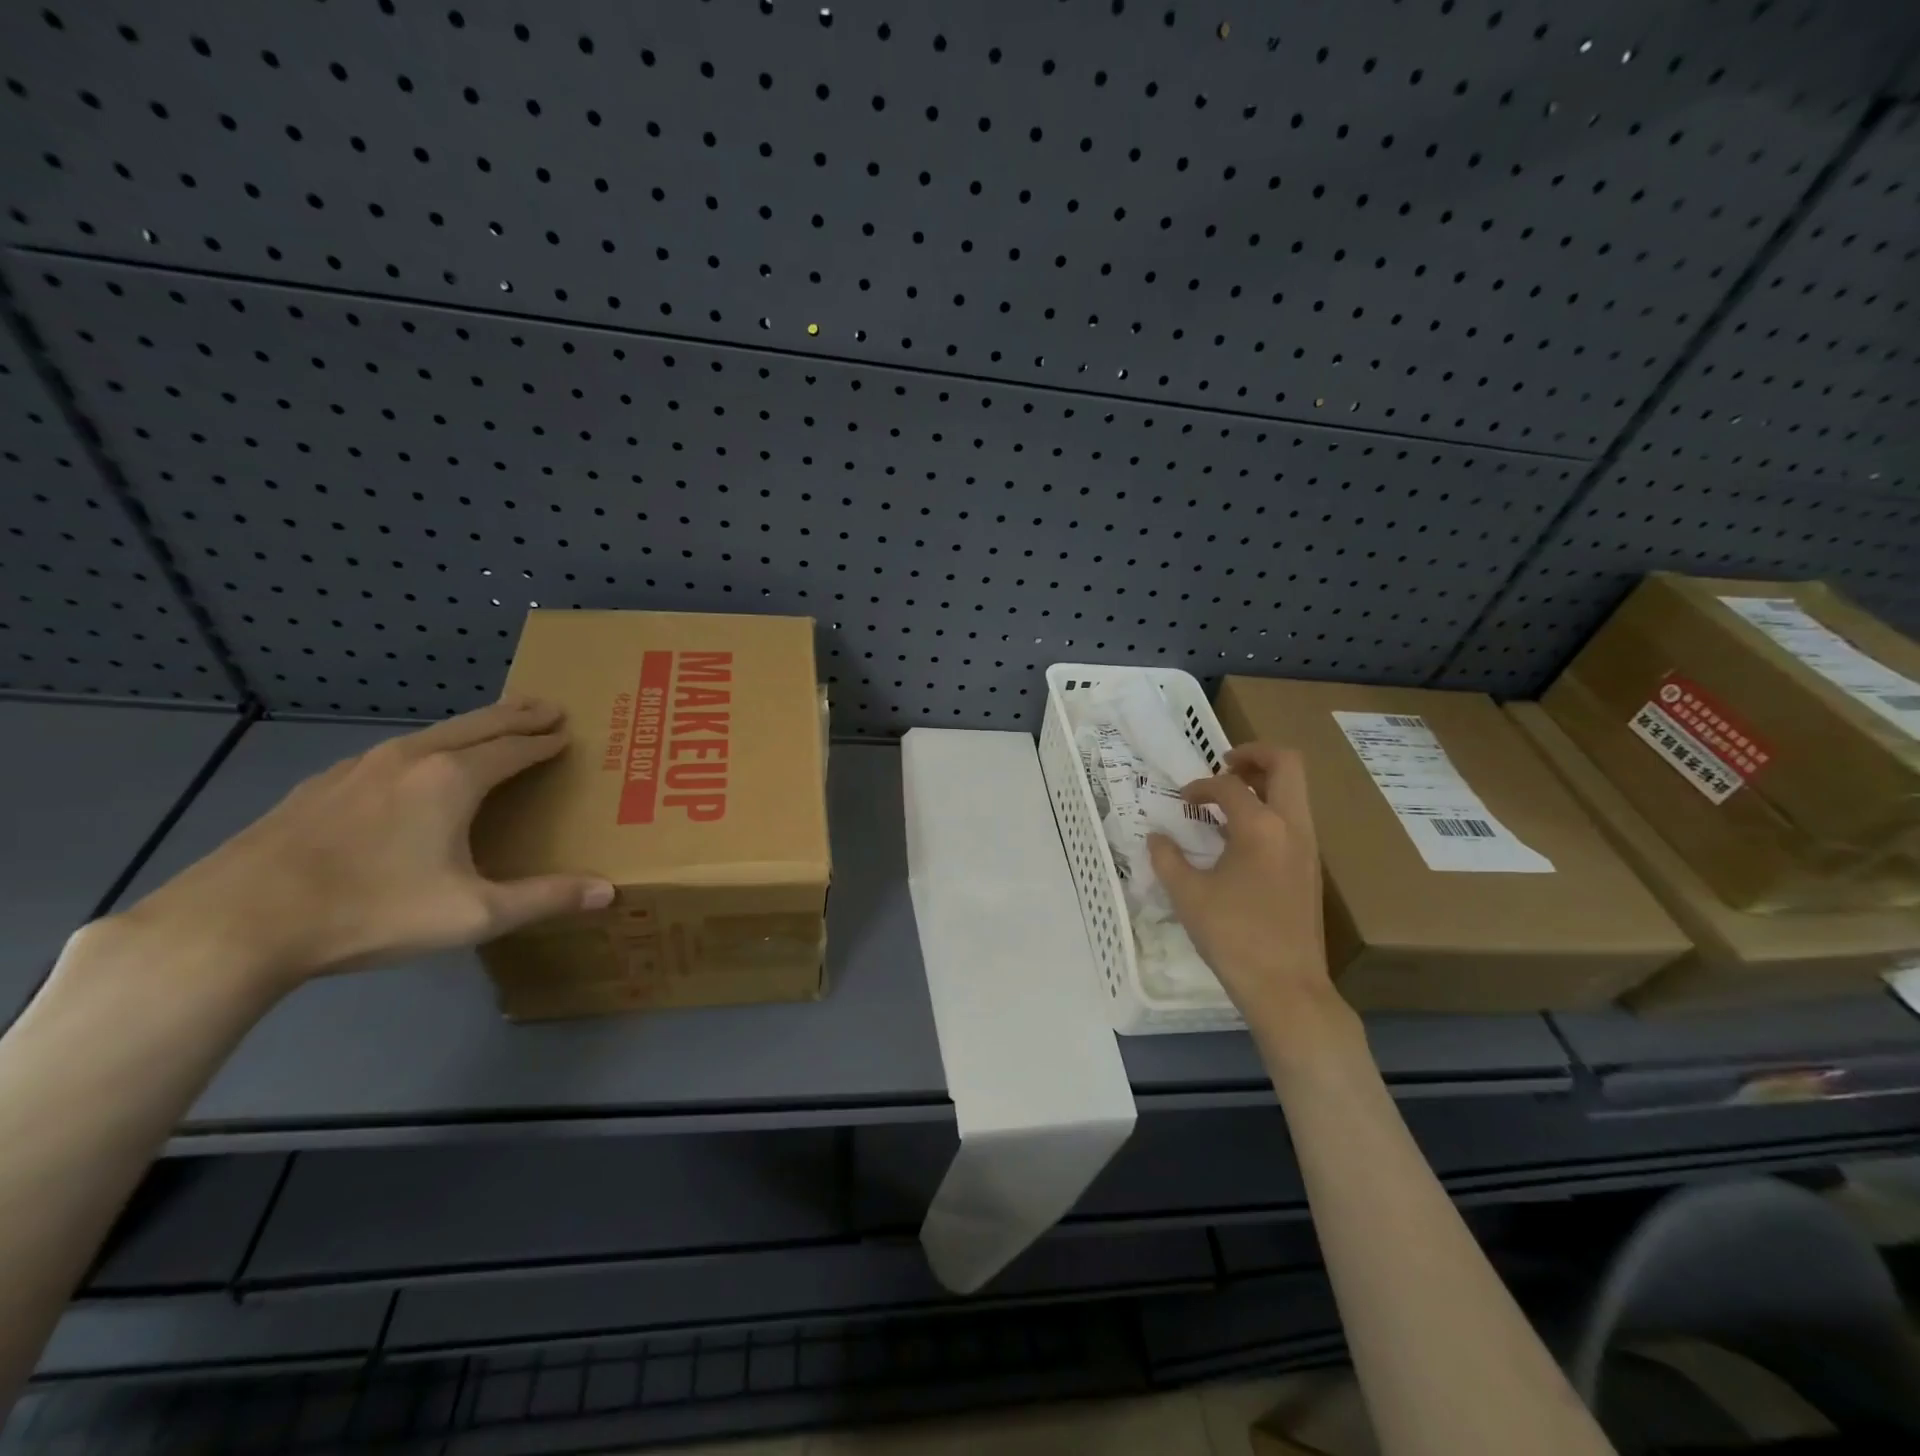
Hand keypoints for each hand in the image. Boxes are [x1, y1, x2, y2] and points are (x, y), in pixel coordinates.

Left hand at [106, 699, 613, 993]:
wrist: (238, 921)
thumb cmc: (372, 911)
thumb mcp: (474, 914)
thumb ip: (546, 898)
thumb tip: (609, 891)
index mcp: (453, 779)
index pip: (516, 747)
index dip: (546, 740)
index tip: (569, 731)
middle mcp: (411, 758)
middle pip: (477, 724)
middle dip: (516, 714)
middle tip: (546, 705)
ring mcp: (359, 767)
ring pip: (432, 733)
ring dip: (471, 726)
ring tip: (490, 729)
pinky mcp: (321, 786)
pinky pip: (392, 752)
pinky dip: (425, 747)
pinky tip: (413, 767)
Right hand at [1147, 743, 1338, 1033]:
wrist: (1286, 987)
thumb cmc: (1233, 937)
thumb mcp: (1187, 895)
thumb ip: (1167, 858)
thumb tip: (1156, 837)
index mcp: (1260, 827)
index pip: (1228, 786)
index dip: (1200, 786)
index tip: (1182, 801)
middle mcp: (1292, 827)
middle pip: (1286, 764)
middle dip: (1254, 754)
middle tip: (1224, 764)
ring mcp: (1308, 847)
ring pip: (1296, 791)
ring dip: (1264, 782)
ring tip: (1230, 797)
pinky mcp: (1311, 868)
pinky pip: (1295, 818)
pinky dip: (1271, 808)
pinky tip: (1241, 836)